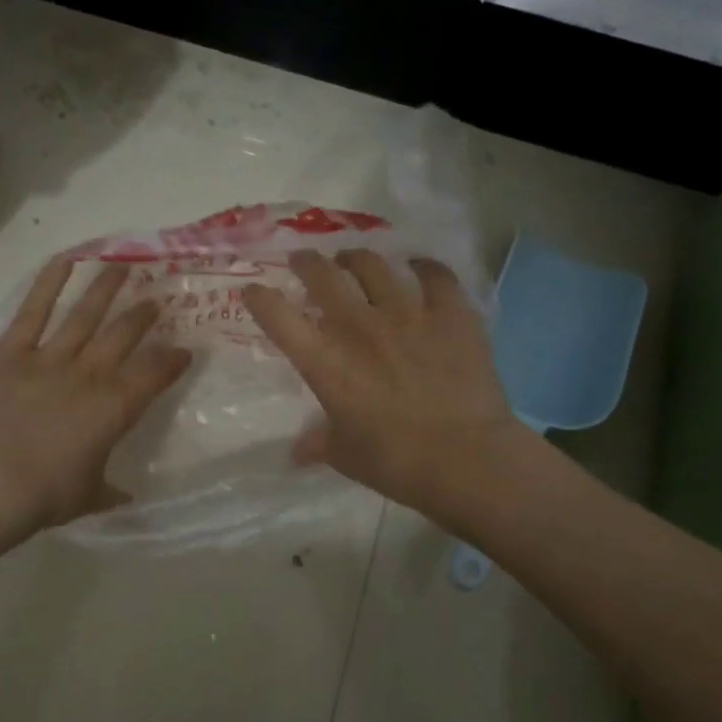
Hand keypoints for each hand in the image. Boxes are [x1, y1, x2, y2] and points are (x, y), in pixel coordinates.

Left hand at [0, 259, 191, 530]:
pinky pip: (33, 312)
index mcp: (116, 407)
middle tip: (155, 300)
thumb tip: (123, 496)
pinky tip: (67, 259)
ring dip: (107, 289)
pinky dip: (49, 284)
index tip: (183, 351)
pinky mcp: (12, 352)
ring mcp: (50, 358)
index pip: (155, 373)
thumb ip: (108, 490)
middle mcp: (91, 374)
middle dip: (144, 315)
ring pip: (86, 314)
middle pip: (124, 334)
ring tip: (123, 267)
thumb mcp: (88, 496)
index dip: (172, 360)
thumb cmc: (47, 494)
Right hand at [241, 249, 519, 521]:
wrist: (467, 459)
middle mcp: (359, 327)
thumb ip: (318, 444)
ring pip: (374, 266)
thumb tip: (297, 452)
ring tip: (353, 260)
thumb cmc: (396, 463)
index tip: (254, 291)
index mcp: (326, 363)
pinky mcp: (451, 313)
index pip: (279, 318)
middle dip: (307, 262)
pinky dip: (423, 267)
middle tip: (304, 261)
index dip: (261, 299)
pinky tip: (418, 267)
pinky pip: (435, 274)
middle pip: (323, 276)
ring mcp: (408, 314)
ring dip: (357, 259)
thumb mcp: (345, 456)